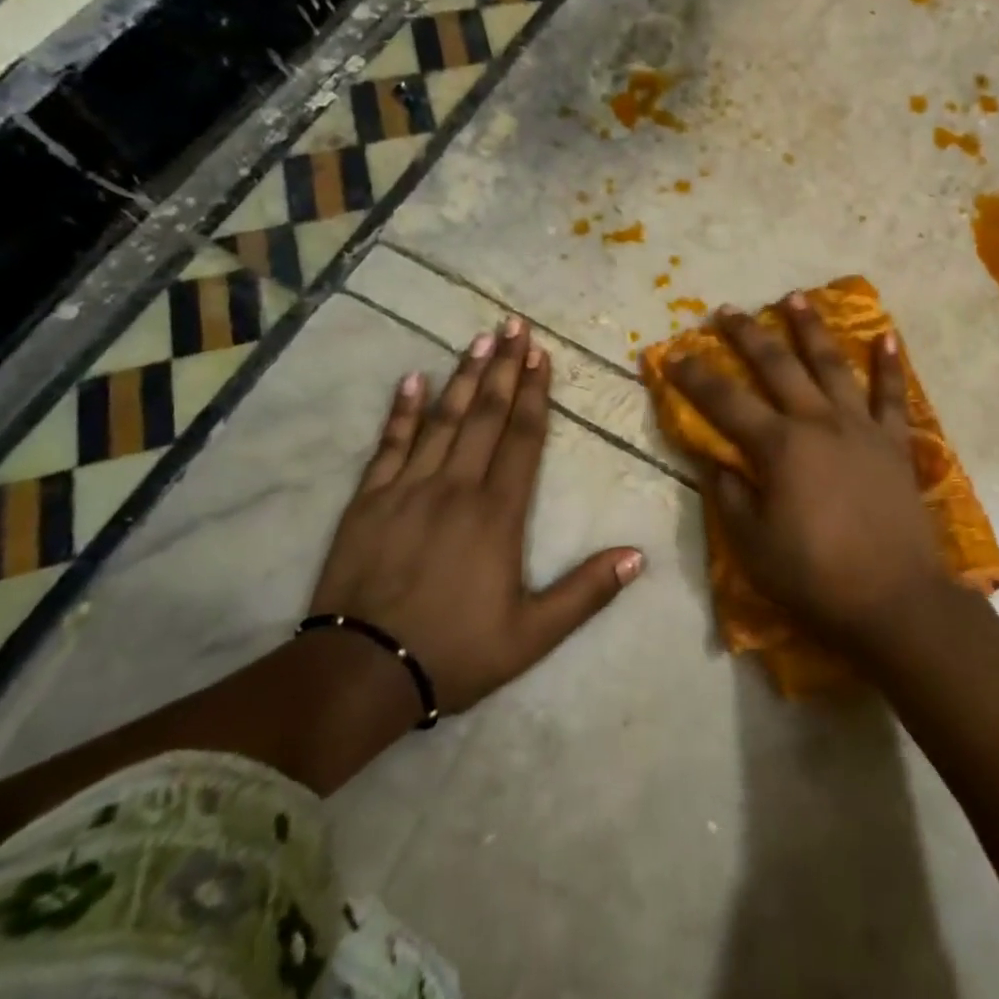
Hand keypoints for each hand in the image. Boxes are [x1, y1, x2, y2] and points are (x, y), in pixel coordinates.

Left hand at [307, 318, 646, 715]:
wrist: (360, 674)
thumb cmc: (455, 651)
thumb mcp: (532, 635)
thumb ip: (586, 592)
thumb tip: (638, 556)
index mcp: (498, 513)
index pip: (522, 437)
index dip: (535, 393)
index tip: (541, 354)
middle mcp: (456, 487)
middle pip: (485, 415)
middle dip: (503, 368)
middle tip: (514, 325)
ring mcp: (408, 488)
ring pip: (442, 420)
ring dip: (463, 376)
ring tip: (479, 339)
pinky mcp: (369, 500)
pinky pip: (389, 444)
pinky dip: (402, 410)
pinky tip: (412, 379)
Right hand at [663, 294, 942, 651]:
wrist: (895, 600)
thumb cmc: (815, 576)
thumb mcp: (753, 545)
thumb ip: (730, 496)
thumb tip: (714, 460)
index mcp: (778, 446)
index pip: (724, 402)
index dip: (695, 377)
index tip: (673, 354)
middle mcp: (817, 422)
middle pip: (777, 366)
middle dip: (747, 335)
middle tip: (727, 310)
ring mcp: (860, 427)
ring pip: (831, 365)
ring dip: (810, 328)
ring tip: (794, 297)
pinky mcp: (892, 442)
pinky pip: (891, 395)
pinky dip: (889, 365)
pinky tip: (886, 335)